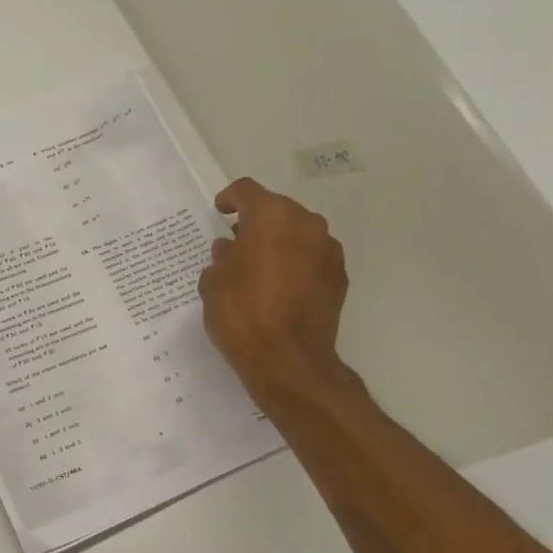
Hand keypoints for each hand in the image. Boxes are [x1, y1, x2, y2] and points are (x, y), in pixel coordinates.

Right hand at [199, 178, 351, 400]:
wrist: (288, 360)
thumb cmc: (242, 314)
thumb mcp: (214, 284)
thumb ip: (221, 259)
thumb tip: (231, 251)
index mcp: (271, 217)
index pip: (247, 191)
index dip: (230, 198)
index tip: (221, 211)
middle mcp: (306, 224)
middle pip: (277, 210)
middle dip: (257, 223)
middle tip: (238, 244)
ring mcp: (328, 250)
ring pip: (299, 233)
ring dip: (280, 243)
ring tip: (260, 268)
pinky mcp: (339, 277)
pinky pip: (313, 258)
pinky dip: (297, 264)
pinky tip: (281, 287)